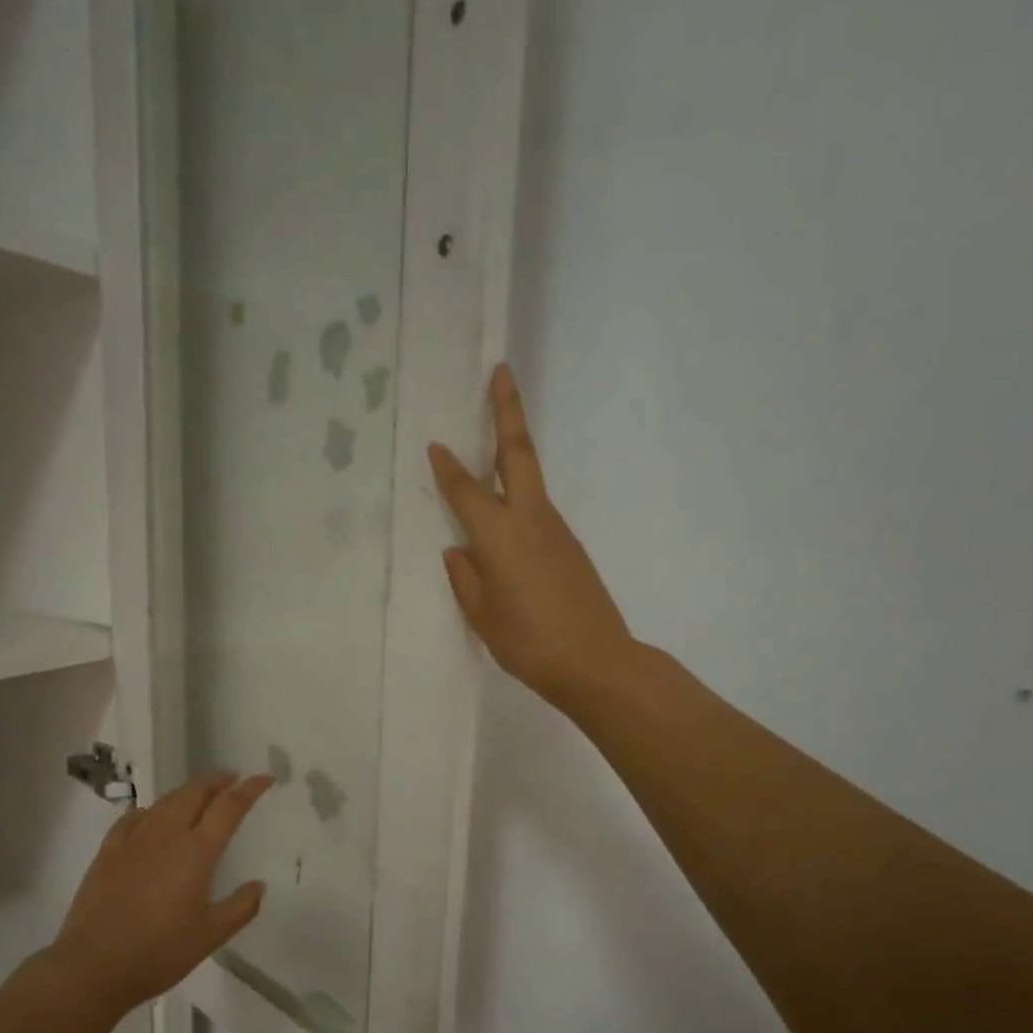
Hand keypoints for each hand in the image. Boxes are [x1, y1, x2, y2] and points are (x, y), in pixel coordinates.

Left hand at [46, 772, 273, 1018]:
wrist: (92, 966)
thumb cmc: (159, 952)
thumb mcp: (211, 935)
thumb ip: (241, 907)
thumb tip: (258, 885)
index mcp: (197, 852)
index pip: (229, 807)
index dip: (249, 789)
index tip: (265, 778)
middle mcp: (167, 835)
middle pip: (195, 793)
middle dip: (217, 782)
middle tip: (232, 780)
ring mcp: (134, 840)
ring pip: (165, 801)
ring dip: (188, 791)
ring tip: (200, 793)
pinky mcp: (108, 852)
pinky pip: (134, 817)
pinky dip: (151, 809)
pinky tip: (151, 815)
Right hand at [428, 363, 633, 707]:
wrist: (596, 661)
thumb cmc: (529, 642)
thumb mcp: (483, 616)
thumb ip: (466, 579)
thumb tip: (459, 551)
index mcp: (500, 536)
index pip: (466, 491)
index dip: (448, 467)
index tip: (436, 443)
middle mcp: (530, 519)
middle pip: (519, 453)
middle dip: (508, 410)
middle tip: (501, 371)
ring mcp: (556, 529)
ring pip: (530, 478)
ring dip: (515, 449)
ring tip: (497, 434)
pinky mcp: (570, 545)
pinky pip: (538, 510)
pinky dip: (520, 495)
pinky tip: (508, 516)